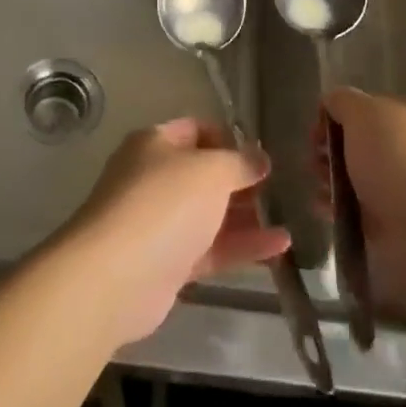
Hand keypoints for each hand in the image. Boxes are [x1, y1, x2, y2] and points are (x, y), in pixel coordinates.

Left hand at [64, 119, 291, 345]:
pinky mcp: (168, 264)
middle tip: (281, 187)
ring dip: (247, 216)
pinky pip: (211, 249)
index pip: (195, 130)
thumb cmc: (164, 204)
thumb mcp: (211, 170)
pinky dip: (242, 247)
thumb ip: (240, 162)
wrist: (116, 276)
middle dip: (241, 181)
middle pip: (203, 174)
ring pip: (209, 215)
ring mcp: (159, 223)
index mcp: (155, 144)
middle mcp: (154, 178)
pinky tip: (280, 247)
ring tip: (289, 217)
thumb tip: (259, 158)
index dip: (228, 138)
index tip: (261, 153)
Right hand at [321, 88, 405, 306]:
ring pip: (363, 179)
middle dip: (333, 152)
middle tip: (313, 163)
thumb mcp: (364, 113)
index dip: (338, 117)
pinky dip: (344, 211)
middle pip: (364, 144)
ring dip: (334, 182)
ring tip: (318, 191)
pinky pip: (366, 213)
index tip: (316, 134)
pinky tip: (326, 213)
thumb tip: (332, 104)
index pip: (370, 108)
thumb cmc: (402, 161)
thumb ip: (343, 102)